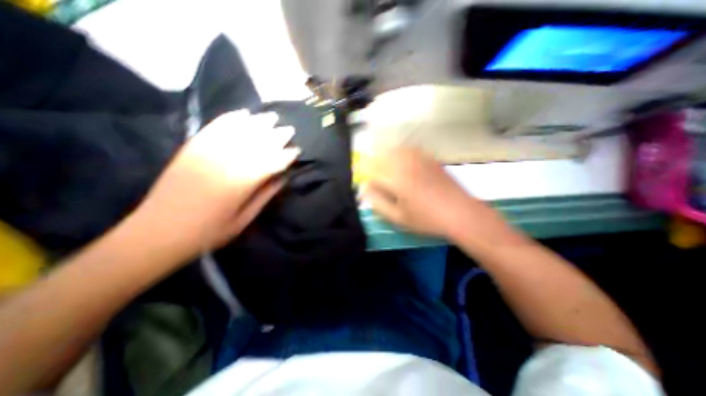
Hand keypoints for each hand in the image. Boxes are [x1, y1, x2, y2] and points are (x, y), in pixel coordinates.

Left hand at [135, 110, 296, 252]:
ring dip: (258, 123)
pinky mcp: (192, 148)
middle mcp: (227, 161)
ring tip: (271, 118)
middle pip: (258, 142)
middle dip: (277, 135)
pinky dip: (231, 119)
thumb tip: (283, 179)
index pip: (272, 162)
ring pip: (239, 131)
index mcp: (242, 182)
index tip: (297, 151)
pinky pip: (216, 128)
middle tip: (289, 130)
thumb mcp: (244, 219)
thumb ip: (265, 196)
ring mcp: (208, 152)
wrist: (158, 231)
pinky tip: (243, 114)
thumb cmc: (209, 231)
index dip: (286, 156)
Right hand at [360, 148, 497, 240]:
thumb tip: (366, 193)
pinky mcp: (428, 157)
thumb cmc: (428, 219)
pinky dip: (399, 154)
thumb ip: (379, 204)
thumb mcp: (399, 218)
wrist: (460, 212)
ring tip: (386, 171)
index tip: (367, 189)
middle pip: (380, 157)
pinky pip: (408, 149)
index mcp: (396, 179)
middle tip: (375, 180)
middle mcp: (405, 164)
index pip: (371, 173)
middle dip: (373, 167)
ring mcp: (418, 158)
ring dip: (385, 159)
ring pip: (393, 150)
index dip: (366, 180)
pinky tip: (401, 163)